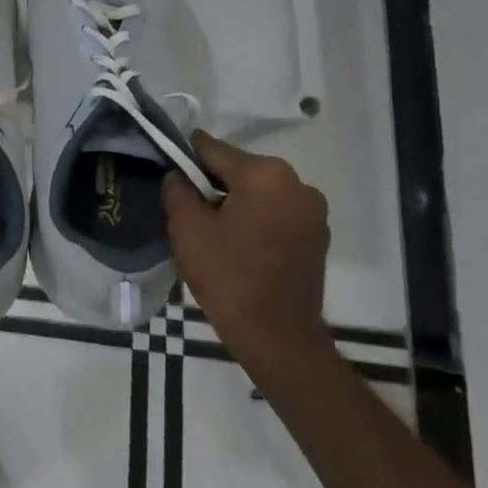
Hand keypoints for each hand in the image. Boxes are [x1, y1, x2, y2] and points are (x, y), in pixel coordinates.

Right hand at [162, 131, 330, 366]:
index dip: (184, 159)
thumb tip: (179, 175)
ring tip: (213, 232)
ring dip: (234, 202)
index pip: (211, 148)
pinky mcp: (318, 235)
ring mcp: (313, 210)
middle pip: (238, 168)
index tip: (169, 177)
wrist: (278, 338)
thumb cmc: (228, 277)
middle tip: (189, 212)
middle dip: (211, 183)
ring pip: (258, 191)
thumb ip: (177, 188)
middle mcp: (297, 182)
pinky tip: (238, 245)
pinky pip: (276, 212)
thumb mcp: (186, 227)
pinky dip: (255, 219)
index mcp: (265, 174)